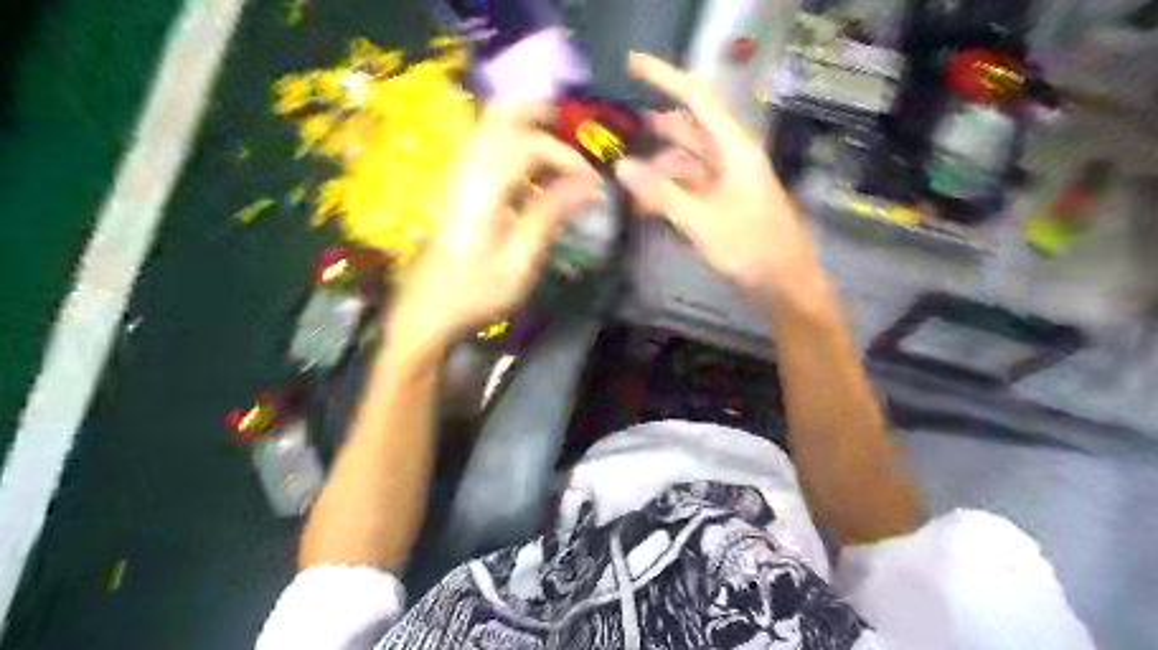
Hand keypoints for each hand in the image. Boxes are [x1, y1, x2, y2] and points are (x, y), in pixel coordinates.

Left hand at [394, 101, 600, 352]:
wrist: (428, 309)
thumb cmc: (476, 293)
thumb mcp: (519, 261)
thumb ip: (549, 215)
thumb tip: (589, 186)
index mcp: (482, 189)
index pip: (529, 145)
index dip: (567, 157)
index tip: (593, 184)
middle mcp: (466, 169)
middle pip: (503, 115)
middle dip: (544, 118)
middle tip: (577, 137)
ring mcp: (458, 173)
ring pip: (492, 125)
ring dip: (530, 128)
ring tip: (562, 153)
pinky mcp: (457, 184)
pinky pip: (488, 144)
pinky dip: (516, 144)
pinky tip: (535, 173)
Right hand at [615, 50, 823, 302]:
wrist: (785, 284)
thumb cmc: (750, 249)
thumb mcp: (700, 221)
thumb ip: (660, 193)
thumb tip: (621, 166)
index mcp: (734, 149)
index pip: (696, 100)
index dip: (663, 77)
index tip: (631, 64)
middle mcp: (731, 157)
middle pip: (688, 132)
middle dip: (654, 133)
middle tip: (617, 134)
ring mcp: (728, 180)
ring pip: (686, 162)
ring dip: (657, 170)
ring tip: (625, 182)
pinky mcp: (724, 201)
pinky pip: (691, 186)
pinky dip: (668, 192)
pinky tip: (645, 205)